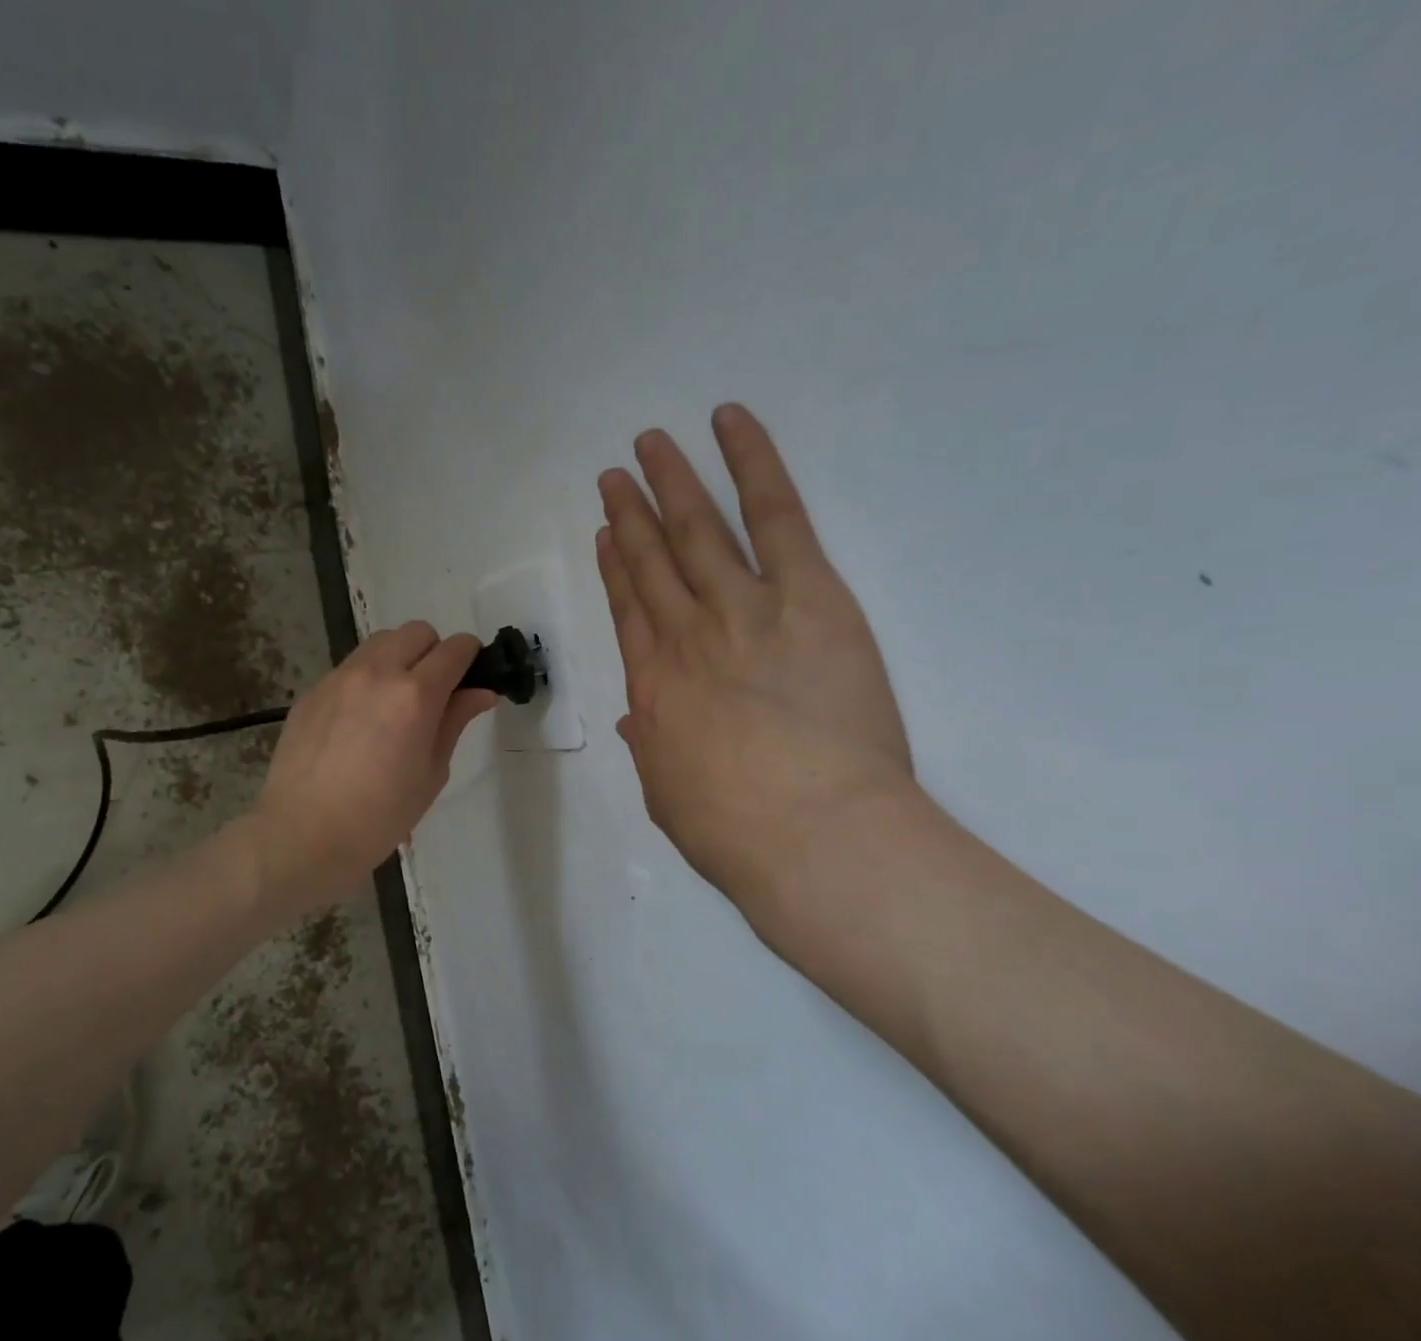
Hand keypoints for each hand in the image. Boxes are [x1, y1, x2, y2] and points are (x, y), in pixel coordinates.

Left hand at [246, 622, 496, 912]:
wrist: (304, 834)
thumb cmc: (380, 816)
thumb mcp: (431, 772)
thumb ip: (455, 722)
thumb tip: (481, 692)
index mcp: (415, 695)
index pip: (455, 649)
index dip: (471, 657)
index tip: (472, 675)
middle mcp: (377, 672)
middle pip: (417, 632)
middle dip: (434, 651)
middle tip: (434, 692)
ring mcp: (339, 677)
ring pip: (380, 642)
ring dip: (399, 658)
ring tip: (395, 702)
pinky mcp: (312, 690)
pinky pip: (350, 667)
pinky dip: (367, 678)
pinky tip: (360, 720)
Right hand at [596, 403, 913, 906]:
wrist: (812, 836)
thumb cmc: (735, 832)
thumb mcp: (668, 793)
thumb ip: (651, 745)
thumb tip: (636, 718)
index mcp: (651, 687)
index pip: (628, 610)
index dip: (616, 567)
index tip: (608, 534)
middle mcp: (685, 635)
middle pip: (652, 561)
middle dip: (632, 514)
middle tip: (616, 475)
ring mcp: (743, 608)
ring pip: (698, 529)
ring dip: (671, 481)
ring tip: (651, 443)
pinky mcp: (806, 594)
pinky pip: (775, 513)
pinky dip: (752, 462)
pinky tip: (729, 424)